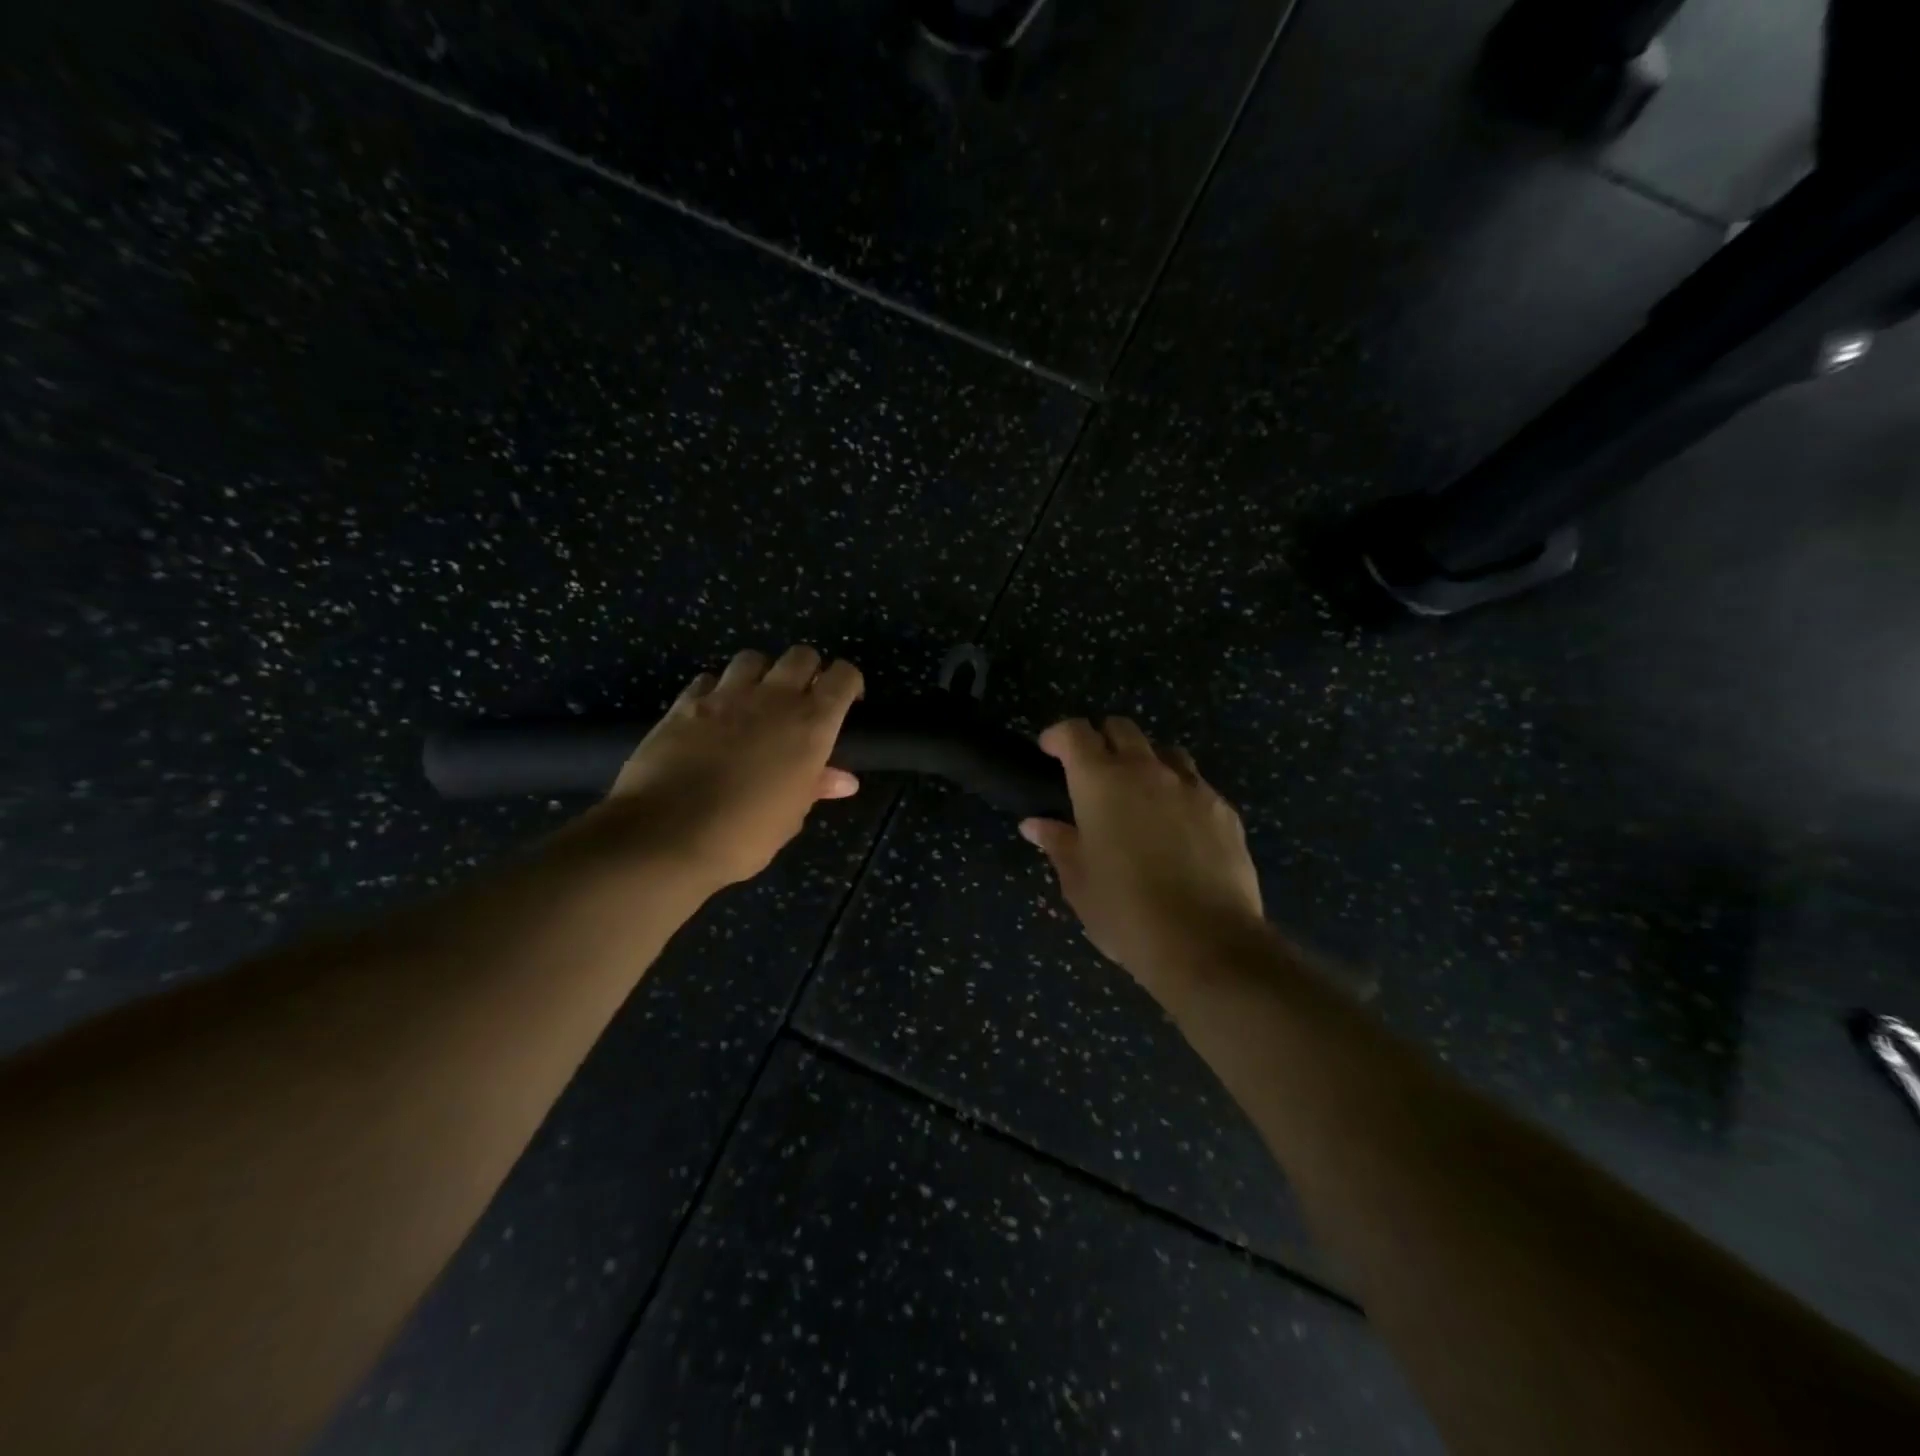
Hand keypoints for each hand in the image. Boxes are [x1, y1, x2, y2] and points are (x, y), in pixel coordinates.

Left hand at [604, 646, 863, 888]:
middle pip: (801, 656)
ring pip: (753, 658)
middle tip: (802, 701)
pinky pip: (708, 679)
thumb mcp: (791, 815)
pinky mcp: (685, 702)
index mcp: (811, 725)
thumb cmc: (744, 835)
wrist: (666, 836)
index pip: (843, 677)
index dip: (848, 683)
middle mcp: (773, 698)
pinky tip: (714, 713)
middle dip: (808, 671)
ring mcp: (726, 696)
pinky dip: (717, 690)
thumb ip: (817, 785)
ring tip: (756, 701)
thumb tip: (844, 779)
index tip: (847, 702)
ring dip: (762, 674)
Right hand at [1020, 718, 1266, 992]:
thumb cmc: (1125, 911)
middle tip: (1092, 773)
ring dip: (1145, 762)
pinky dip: (1179, 793)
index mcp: (1101, 782)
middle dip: (1102, 740)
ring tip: (1139, 796)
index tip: (1049, 751)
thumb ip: (1058, 843)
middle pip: (1122, 729)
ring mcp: (1191, 787)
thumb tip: (1035, 825)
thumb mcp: (1078, 881)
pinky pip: (1196, 785)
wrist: (1205, 942)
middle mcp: (1146, 771)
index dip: (1058, 735)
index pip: (1075, 732)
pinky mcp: (1224, 809)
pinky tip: (1177, 829)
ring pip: (1165, 752)